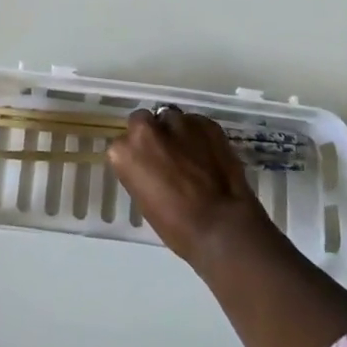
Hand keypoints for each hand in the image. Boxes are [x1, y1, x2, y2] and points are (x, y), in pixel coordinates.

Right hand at [106, 107, 277, 267]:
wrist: (222, 226)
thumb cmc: (177, 226)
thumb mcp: (144, 199)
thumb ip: (141, 171)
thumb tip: (152, 165)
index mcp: (124, 151)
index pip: (123, 144)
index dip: (137, 156)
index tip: (147, 168)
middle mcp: (146, 128)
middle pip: (143, 121)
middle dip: (153, 135)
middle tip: (167, 157)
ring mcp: (178, 121)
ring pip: (172, 119)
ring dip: (177, 133)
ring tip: (192, 155)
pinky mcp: (206, 123)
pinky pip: (197, 124)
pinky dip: (200, 136)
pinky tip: (209, 156)